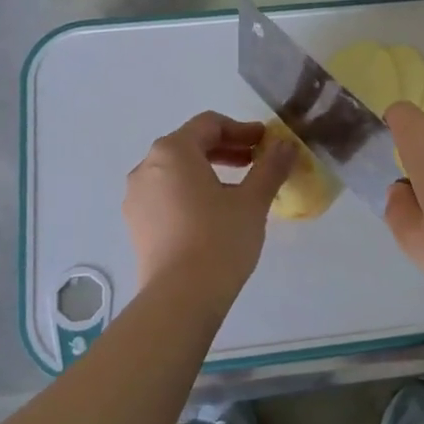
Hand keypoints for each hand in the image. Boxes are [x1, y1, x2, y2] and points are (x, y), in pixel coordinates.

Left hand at [123, 112, 296, 296]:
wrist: (180, 298)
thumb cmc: (219, 239)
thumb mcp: (253, 201)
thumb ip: (270, 167)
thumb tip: (286, 145)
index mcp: (172, 151)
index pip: (209, 124)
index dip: (242, 129)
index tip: (266, 142)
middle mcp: (147, 167)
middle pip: (189, 145)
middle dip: (226, 150)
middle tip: (256, 162)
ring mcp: (136, 197)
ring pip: (176, 171)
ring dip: (208, 171)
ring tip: (238, 189)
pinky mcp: (136, 224)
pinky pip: (166, 195)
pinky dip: (191, 193)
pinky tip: (214, 214)